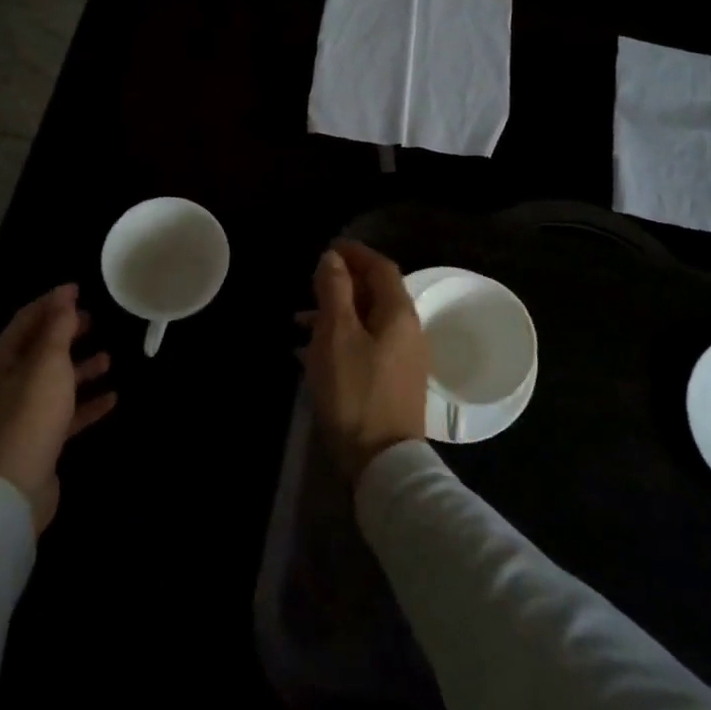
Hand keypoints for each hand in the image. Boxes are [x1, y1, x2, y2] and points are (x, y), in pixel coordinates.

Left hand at [0, 284, 114, 533]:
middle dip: (67, 333)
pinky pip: (67, 412)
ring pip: (56, 381)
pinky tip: (112, 398)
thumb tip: (65, 293)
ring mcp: (24, 412)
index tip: (80, 288)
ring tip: (110, 356)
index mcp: (3, 359)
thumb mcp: (48, 362)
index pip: (27, 319)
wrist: (13, 488)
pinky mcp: (40, 439)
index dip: (53, 302)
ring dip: (80, 367)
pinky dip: (87, 402)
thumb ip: (58, 327)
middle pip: (41, 349)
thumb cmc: (30, 414)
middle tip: (96, 319)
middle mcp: (9, 382)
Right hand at [301, 240, 427, 479]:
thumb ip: (335, 291)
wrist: (383, 461)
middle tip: (311, 282)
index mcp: (398, 313)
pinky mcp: (396, 381)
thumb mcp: (336, 335)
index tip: (328, 248)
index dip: (355, 253)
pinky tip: (316, 353)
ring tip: (301, 321)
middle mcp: (409, 330)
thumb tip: (333, 258)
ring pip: (370, 321)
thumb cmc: (355, 391)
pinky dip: (344, 337)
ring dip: (339, 313)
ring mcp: (406, 358)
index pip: (381, 267)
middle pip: (378, 293)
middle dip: (344, 283)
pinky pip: (369, 344)